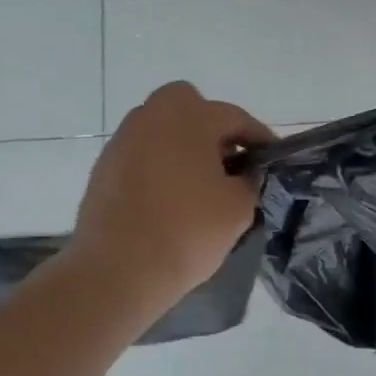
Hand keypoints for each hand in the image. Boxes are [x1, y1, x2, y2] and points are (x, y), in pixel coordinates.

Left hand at [67, 82, 271, 306]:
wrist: (118, 269)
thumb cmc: (188, 231)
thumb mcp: (238, 207)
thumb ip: (248, 181)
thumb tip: (243, 173)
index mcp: (189, 117)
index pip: (235, 117)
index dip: (259, 137)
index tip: (272, 157)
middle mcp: (151, 117)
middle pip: (188, 106)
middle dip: (211, 126)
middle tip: (228, 160)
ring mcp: (122, 141)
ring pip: (161, 129)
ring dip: (183, 146)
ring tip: (201, 182)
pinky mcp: (104, 168)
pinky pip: (142, 154)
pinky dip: (159, 166)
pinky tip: (171, 198)